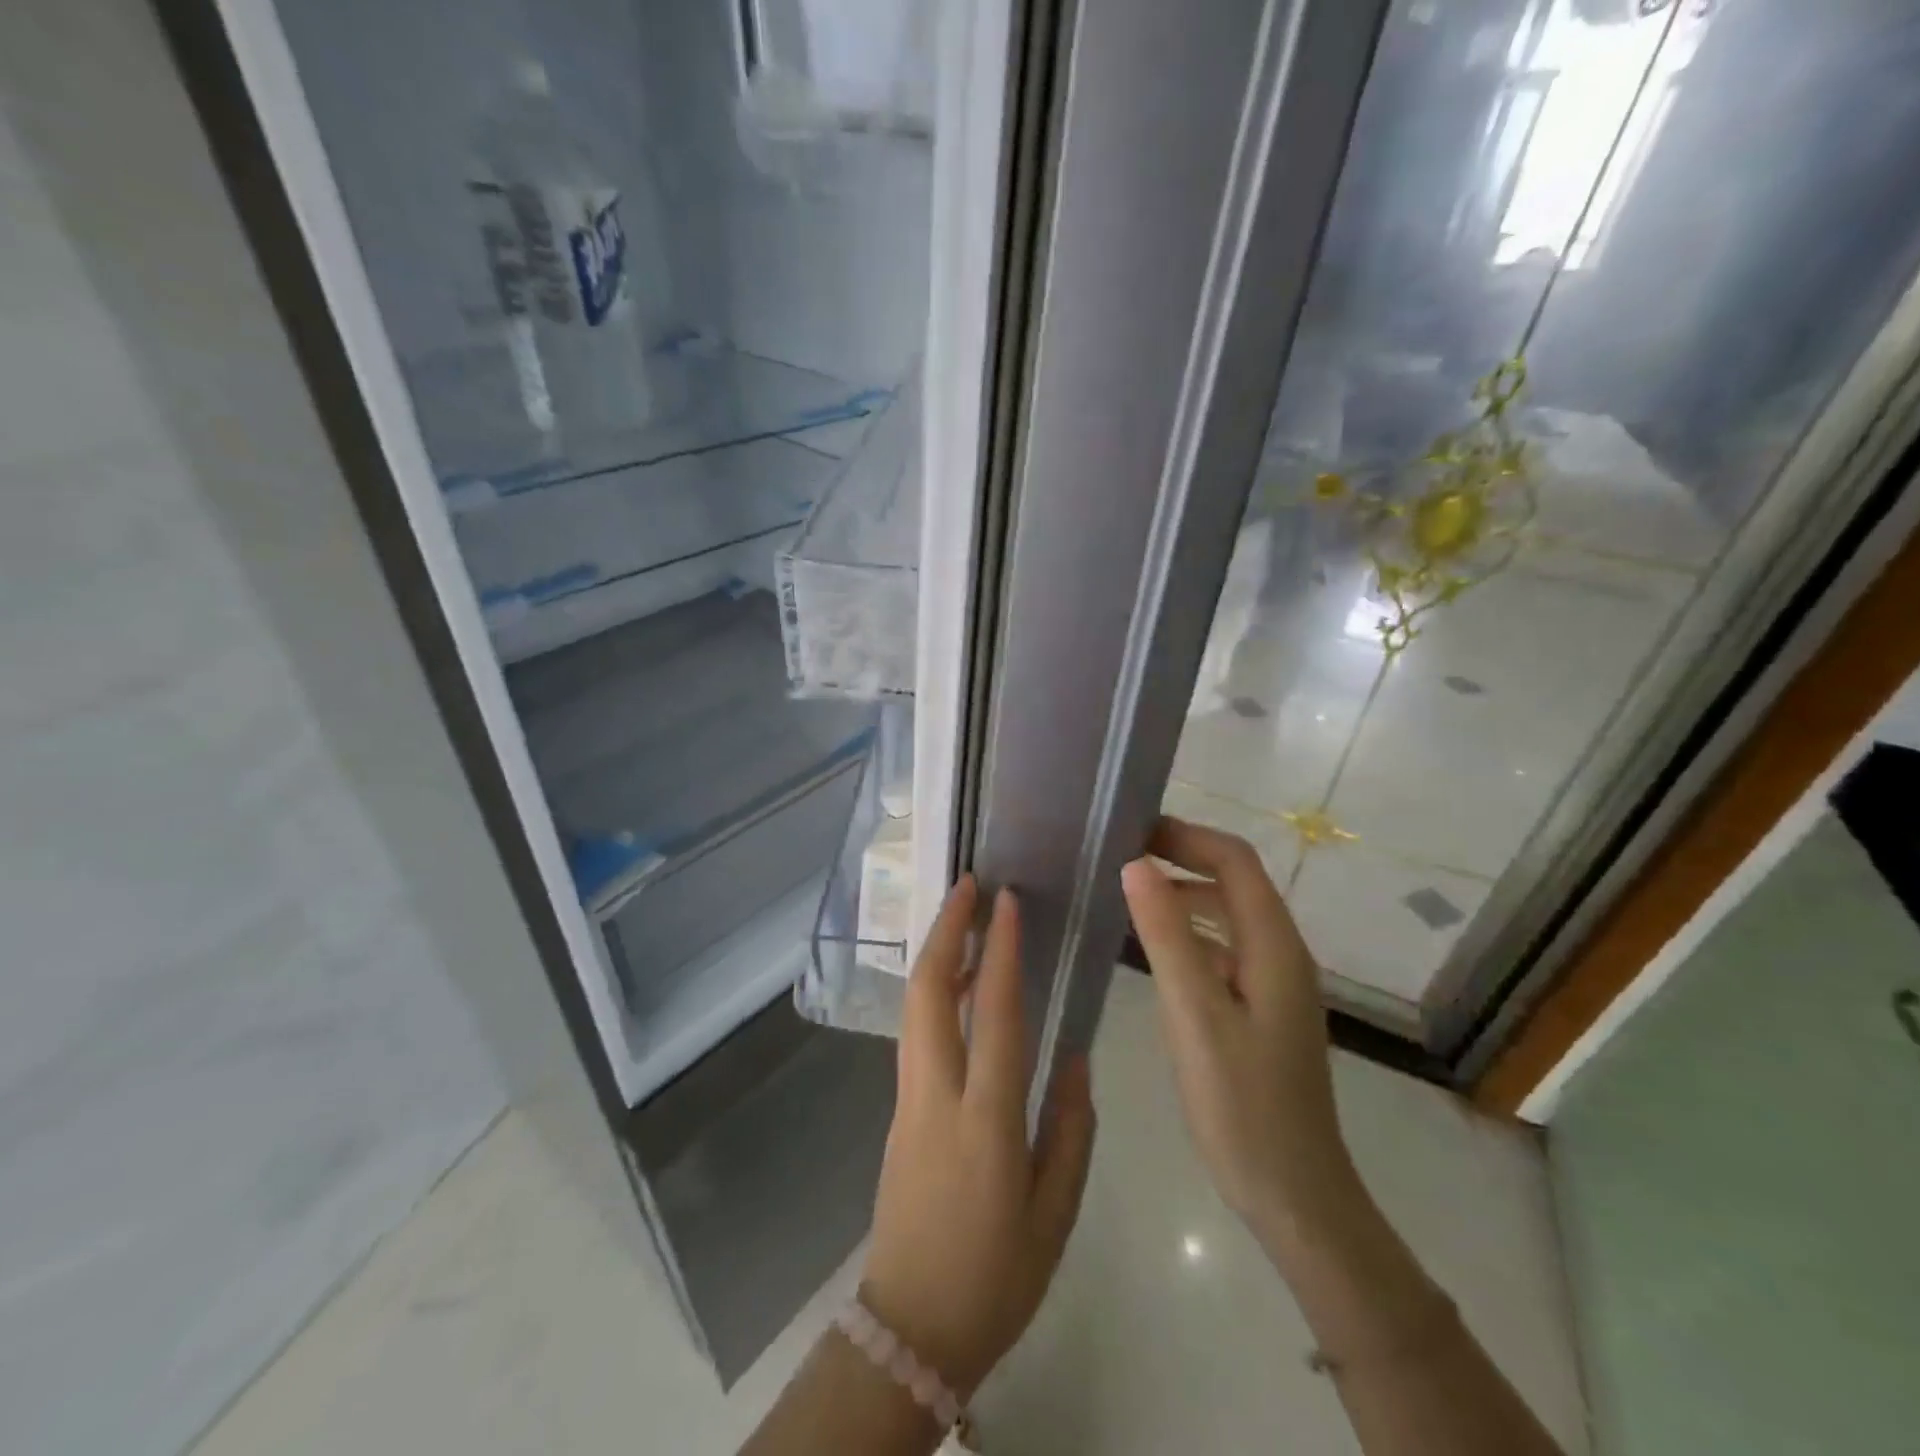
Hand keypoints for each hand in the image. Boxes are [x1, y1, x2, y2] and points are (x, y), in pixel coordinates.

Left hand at [860, 877, 1096, 1397]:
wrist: (911, 1328)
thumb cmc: (996, 1276)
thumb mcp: (1056, 1214)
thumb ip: (1071, 1129)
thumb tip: (1075, 1055)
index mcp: (986, 1121)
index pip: (994, 1015)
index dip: (1000, 952)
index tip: (1005, 901)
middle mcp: (937, 1095)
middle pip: (930, 993)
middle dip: (946, 931)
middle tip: (966, 886)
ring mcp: (908, 1099)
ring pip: (915, 1007)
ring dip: (937, 955)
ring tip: (964, 919)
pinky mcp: (898, 1110)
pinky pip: (916, 1033)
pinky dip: (935, 993)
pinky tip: (961, 985)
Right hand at [1121, 817, 1356, 1235]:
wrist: (1294, 1195)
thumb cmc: (1242, 1106)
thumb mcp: (1195, 1016)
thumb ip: (1167, 937)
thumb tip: (1136, 864)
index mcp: (1274, 947)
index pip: (1235, 861)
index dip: (1186, 836)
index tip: (1131, 831)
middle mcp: (1281, 953)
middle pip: (1234, 881)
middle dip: (1181, 857)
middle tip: (1119, 856)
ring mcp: (1274, 983)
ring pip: (1228, 914)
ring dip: (1183, 892)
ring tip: (1128, 891)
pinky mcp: (1262, 1008)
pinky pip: (1224, 948)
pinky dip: (1189, 931)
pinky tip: (1152, 948)